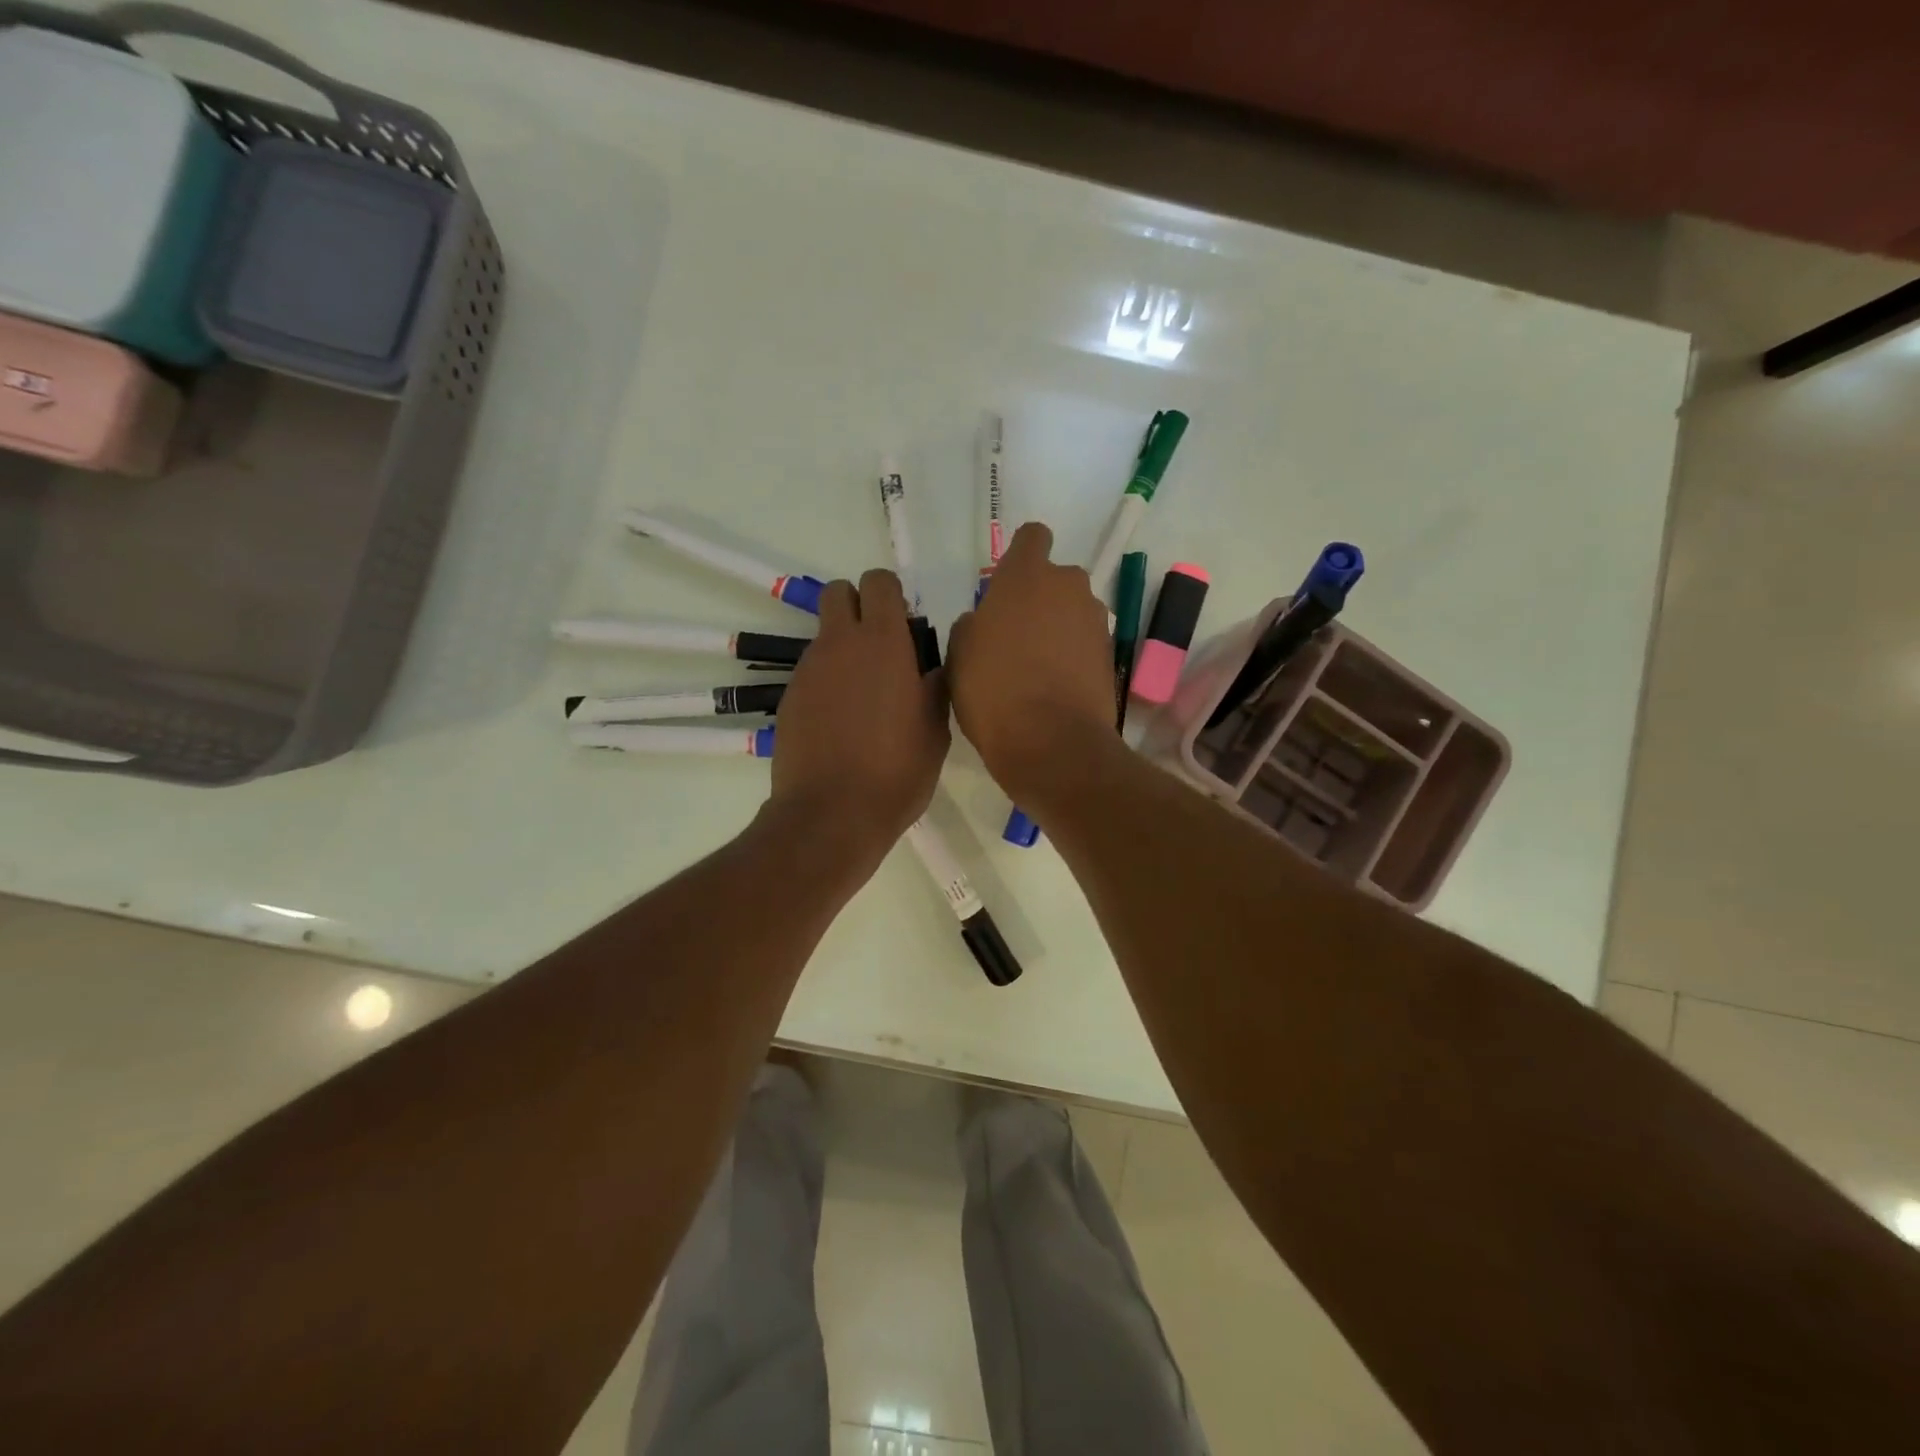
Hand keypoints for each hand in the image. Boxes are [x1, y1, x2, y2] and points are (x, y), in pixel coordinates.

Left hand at [769, 568, 949, 853]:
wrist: (832, 814)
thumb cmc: (897, 771)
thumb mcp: (936, 728)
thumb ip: (935, 683)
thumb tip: (933, 663)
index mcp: (883, 642)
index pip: (879, 583)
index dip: (892, 595)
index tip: (906, 626)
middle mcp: (840, 644)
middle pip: (839, 593)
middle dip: (859, 605)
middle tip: (882, 647)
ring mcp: (808, 670)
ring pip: (825, 635)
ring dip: (845, 649)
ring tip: (865, 699)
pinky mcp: (789, 698)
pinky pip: (812, 672)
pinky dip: (828, 682)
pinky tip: (841, 723)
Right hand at [948, 523, 1115, 801]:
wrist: (1052, 743)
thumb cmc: (993, 690)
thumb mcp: (959, 653)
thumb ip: (974, 624)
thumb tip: (987, 622)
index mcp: (1027, 575)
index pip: (1032, 537)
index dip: (1020, 556)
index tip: (1005, 587)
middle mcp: (1069, 586)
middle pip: (1054, 580)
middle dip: (1038, 599)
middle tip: (1013, 637)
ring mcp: (1095, 621)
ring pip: (1071, 612)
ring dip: (1056, 629)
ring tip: (1033, 669)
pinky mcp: (1110, 655)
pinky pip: (1084, 644)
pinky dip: (1071, 657)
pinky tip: (1052, 687)